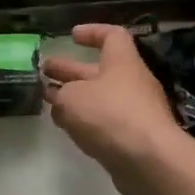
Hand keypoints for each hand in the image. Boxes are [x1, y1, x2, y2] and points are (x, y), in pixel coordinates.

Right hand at [42, 25, 186, 194]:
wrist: (150, 161)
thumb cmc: (110, 115)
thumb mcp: (72, 98)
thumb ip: (60, 95)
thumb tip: (59, 99)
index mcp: (122, 61)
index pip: (112, 36)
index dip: (92, 32)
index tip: (71, 36)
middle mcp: (131, 82)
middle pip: (98, 70)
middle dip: (70, 71)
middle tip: (44, 71)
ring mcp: (135, 112)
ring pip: (100, 98)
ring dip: (75, 98)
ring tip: (49, 101)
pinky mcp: (134, 139)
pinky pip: (106, 123)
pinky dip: (86, 122)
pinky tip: (67, 127)